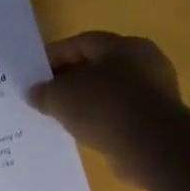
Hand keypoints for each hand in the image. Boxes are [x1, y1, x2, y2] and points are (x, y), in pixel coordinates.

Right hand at [28, 32, 181, 186]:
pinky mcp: (157, 120)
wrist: (152, 147)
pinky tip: (83, 132)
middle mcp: (143, 62)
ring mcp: (154, 92)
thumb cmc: (105, 107)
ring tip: (60, 115)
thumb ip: (44, 91)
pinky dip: (101, 120)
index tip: (32, 73)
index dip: (54, 55)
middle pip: (97, 66)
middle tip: (45, 94)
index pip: (81, 43)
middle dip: (69, 79)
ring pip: (109, 92)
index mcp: (123, 46)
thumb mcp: (61, 97)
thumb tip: (34, 92)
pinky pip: (120, 114)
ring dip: (86, 101)